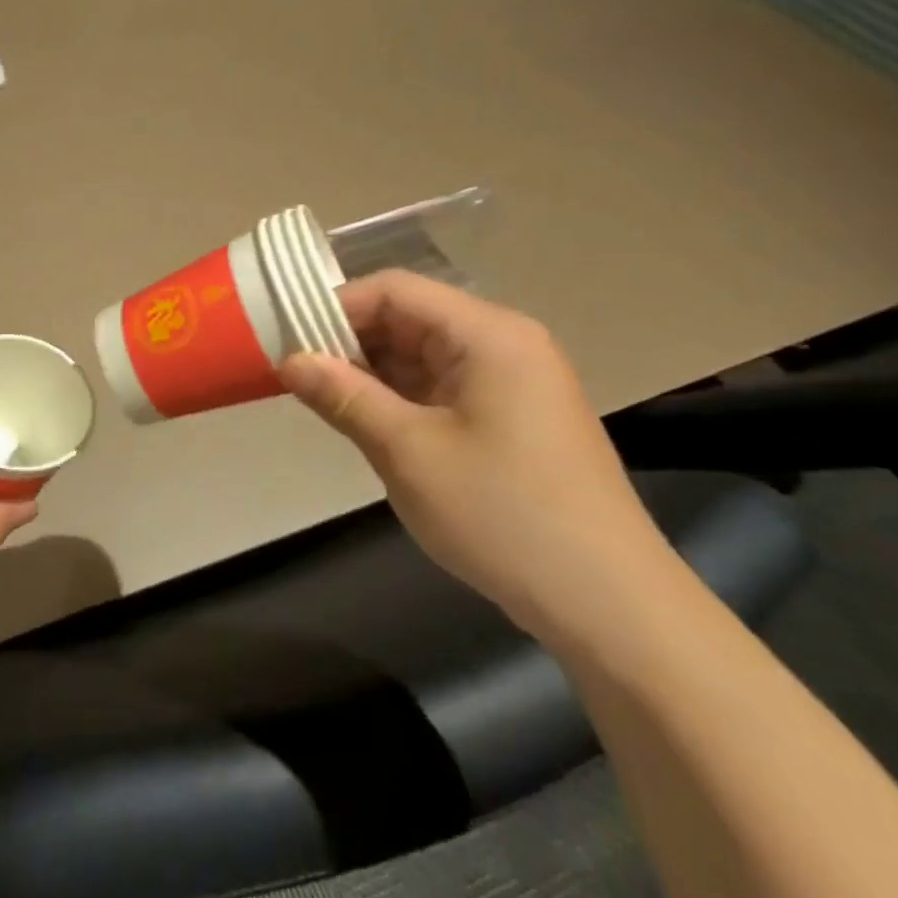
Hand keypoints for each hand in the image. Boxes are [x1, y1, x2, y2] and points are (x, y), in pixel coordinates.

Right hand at [279, 272, 674, 645]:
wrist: (609, 607)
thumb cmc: (503, 515)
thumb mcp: (408, 452)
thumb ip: (343, 395)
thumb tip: (289, 359)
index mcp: (488, 334)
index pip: (395, 290)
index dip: (335, 307)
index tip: (287, 338)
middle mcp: (504, 344)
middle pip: (409, 318)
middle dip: (349, 341)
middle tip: (296, 373)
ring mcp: (512, 382)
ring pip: (421, 354)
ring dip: (371, 372)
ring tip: (321, 399)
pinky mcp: (512, 418)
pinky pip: (441, 387)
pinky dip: (400, 397)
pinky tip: (366, 421)